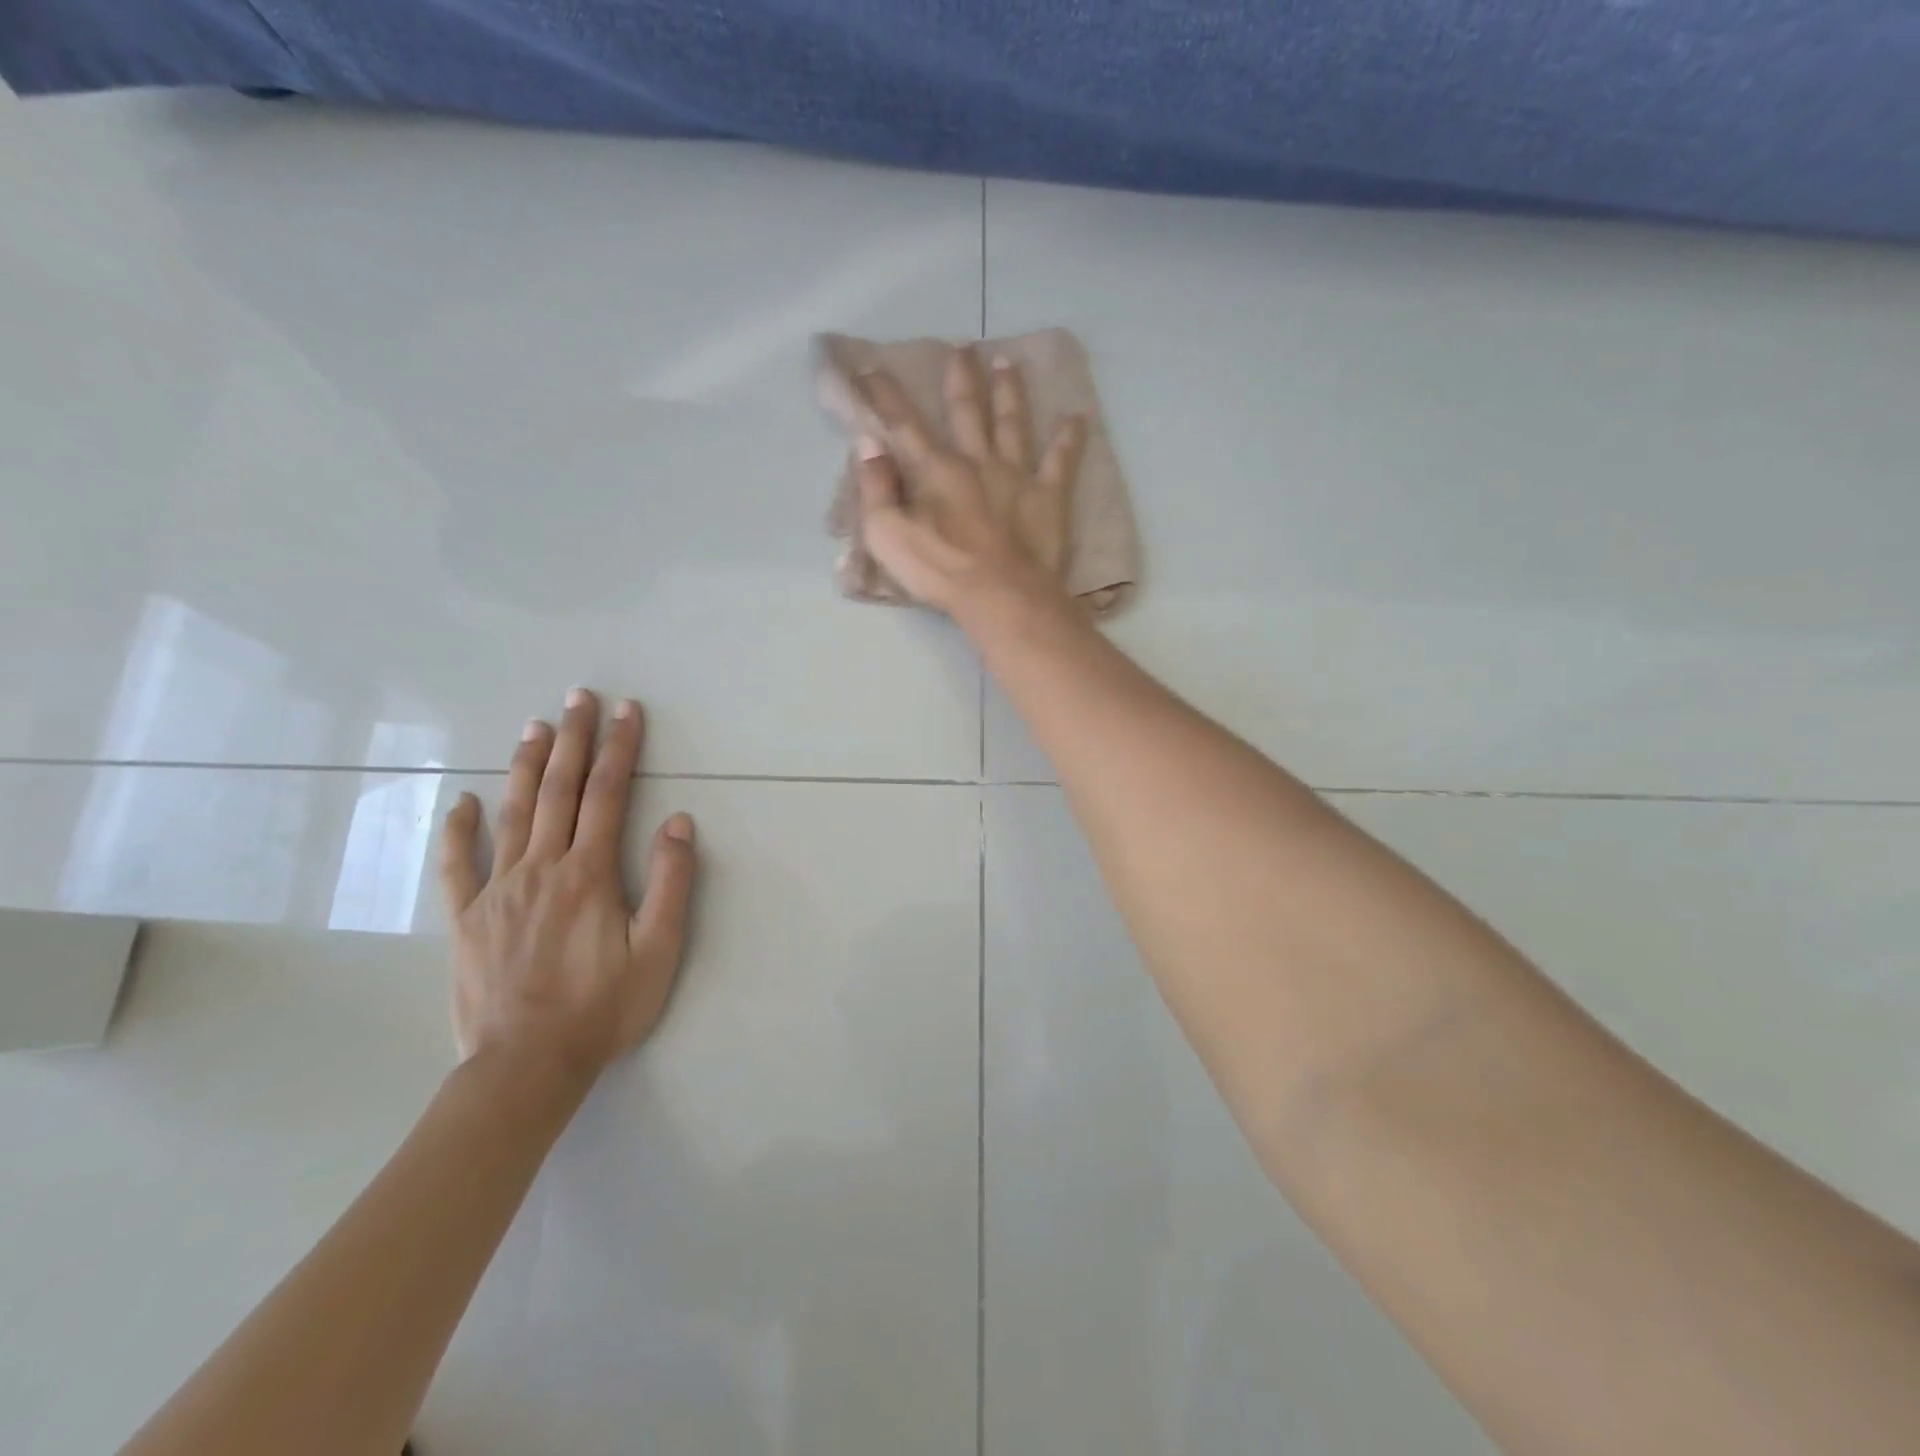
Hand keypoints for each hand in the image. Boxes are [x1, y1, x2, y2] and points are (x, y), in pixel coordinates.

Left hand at [438, 688, 697, 1084]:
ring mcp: (497, 890)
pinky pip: (458, 865)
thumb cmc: (603, 1008)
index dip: (619, 748)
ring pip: (512, 813)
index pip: (607, 794)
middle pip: (558, 790)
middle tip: (578, 697)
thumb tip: (676, 822)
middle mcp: (542, 868)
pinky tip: (462, 802)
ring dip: (525, 765)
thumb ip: (670, 883)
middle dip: (573, 739)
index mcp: (590, 873)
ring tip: (535, 726)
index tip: (626, 711)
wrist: (527, 1066)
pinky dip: (459, 830)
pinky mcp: (467, 918)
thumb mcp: (659, 950)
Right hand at [855, 347, 1086, 614]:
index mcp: (936, 471)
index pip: (904, 425)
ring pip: (1012, 423)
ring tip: (1007, 363)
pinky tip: (1076, 418)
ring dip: (1009, 392)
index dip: (885, 395)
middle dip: (961, 376)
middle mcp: (977, 461)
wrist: (1001, 595)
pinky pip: (1061, 461)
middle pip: (967, 410)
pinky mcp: (1048, 496)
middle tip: (962, 346)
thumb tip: (868, 443)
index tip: (871, 366)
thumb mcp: (888, 536)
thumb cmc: (940, 570)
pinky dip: (1069, 439)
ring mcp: (1016, 475)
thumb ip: (876, 489)